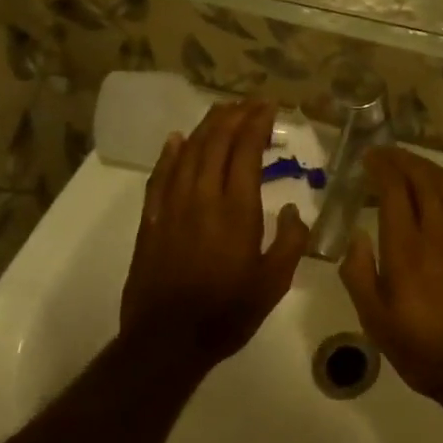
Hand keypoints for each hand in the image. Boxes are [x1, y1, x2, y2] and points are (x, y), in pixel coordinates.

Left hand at [117, 100, 308, 379]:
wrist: (167, 340)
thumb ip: (290, 241)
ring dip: (205, 127)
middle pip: (215, 143)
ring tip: (221, 111)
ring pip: (187, 152)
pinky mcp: (151, 220)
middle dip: (233, 116)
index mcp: (237, 210)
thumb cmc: (228, 312)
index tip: (269, 107)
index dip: (257, 124)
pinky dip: (170, 153)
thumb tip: (291, 211)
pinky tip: (176, 139)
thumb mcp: (275, 282)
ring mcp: (172, 207)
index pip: (245, 151)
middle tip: (250, 102)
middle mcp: (203, 198)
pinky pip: (160, 176)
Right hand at [339, 147, 442, 405]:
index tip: (369, 157)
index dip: (382, 166)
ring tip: (412, 167)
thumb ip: (359, 274)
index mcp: (407, 247)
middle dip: (404, 159)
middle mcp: (440, 231)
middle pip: (424, 178)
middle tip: (387, 154)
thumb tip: (357, 235)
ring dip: (428, 169)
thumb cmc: (424, 349)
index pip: (394, 189)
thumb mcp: (376, 321)